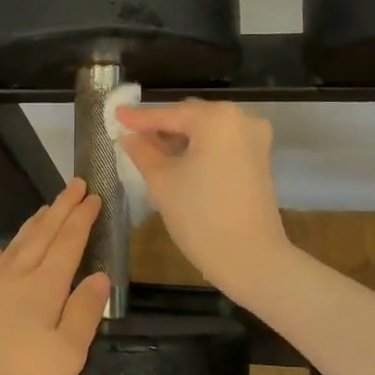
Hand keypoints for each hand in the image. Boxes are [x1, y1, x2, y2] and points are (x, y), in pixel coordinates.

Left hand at [0, 178, 110, 374]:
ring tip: (44, 209)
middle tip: (73, 185)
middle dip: (60, 210)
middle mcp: (12, 279)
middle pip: (40, 236)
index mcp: (43, 289)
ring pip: (11, 248)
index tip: (92, 195)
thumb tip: (99, 275)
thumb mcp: (67, 355)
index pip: (67, 244)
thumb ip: (84, 312)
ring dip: (31, 226)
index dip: (81, 219)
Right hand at [115, 99, 291, 299]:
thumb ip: (142, 151)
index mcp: (217, 118)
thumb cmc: (201, 217)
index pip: (169, 114)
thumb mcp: (162, 181)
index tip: (115, 115)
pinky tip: (176, 161)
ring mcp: (254, 139)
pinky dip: (198, 149)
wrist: (251, 259)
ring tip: (150, 152)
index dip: (139, 118)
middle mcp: (241, 119)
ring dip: (179, 139)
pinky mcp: (258, 159)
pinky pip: (221, 144)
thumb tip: (128, 135)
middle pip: (190, 117)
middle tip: (131, 137)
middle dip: (161, 127)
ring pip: (206, 131)